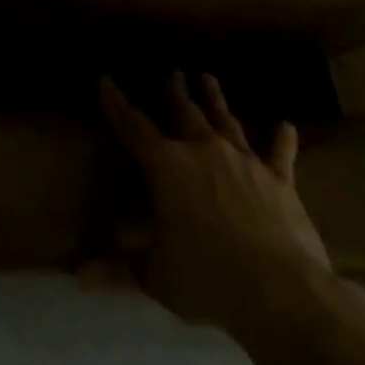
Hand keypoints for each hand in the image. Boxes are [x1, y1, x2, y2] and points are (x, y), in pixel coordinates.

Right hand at [96, 71, 333, 336]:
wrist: (283, 292)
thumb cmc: (207, 278)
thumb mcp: (155, 276)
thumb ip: (119, 270)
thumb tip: (80, 277)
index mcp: (166, 167)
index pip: (132, 127)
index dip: (116, 103)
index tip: (105, 79)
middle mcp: (203, 152)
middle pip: (184, 113)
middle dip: (174, 91)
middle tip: (171, 72)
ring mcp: (245, 163)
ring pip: (226, 121)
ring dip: (215, 100)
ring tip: (208, 78)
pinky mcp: (280, 181)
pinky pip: (279, 154)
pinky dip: (281, 139)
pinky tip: (284, 125)